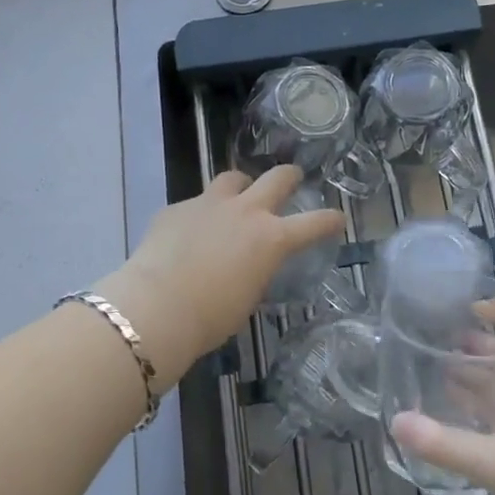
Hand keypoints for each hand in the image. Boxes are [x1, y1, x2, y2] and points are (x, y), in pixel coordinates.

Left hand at [97, 166, 345, 388]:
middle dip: (289, 176)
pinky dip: (200, 214)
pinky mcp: (176, 208)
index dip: (330, 220)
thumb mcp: (248, 297)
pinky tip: (188, 233)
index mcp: (271, 239)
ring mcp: (208, 204)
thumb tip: (249, 264)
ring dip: (241, 186)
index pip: (314, 223)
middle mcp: (245, 212)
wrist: (157, 306)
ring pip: (233, 178)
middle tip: (293, 178)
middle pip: (277, 178)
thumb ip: (255, 271)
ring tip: (237, 197)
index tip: (338, 218)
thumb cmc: (210, 317)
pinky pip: (196, 203)